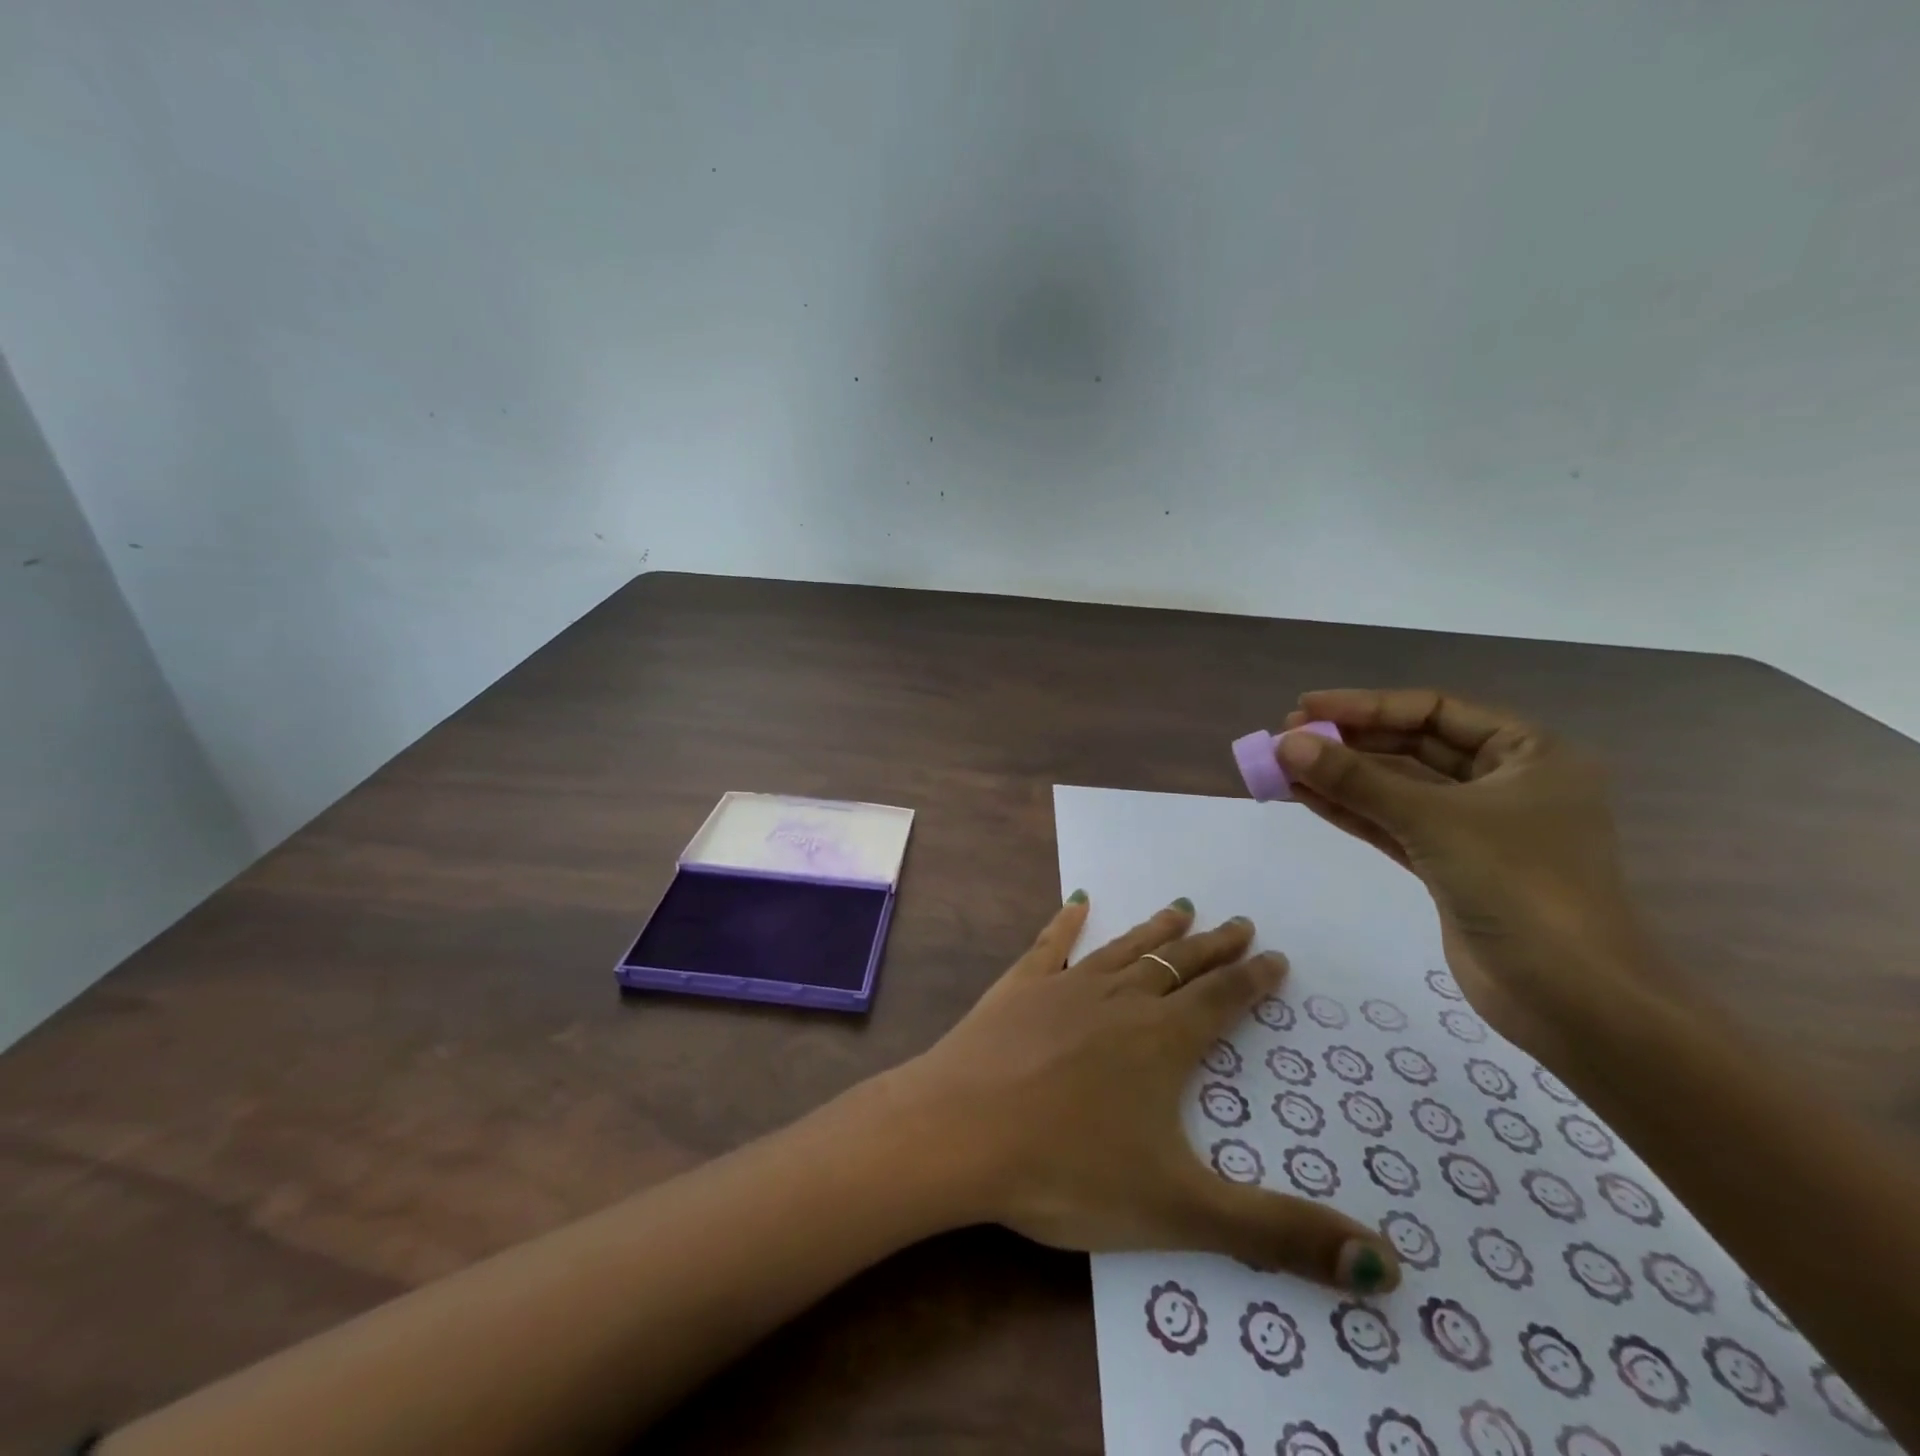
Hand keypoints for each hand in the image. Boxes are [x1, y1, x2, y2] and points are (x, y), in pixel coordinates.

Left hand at [892, 898, 1397, 1293]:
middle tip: (1239, 922)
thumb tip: (1391, 1269)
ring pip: (1124, 949)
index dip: (1253, 979)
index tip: (1275, 955)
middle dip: (1214, 947)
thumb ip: (1280, 1234)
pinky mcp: (1018, 987)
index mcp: (1162, 1042)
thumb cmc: (1068, 1170)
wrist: (959, 1132)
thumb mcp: (1182, 1212)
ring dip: (1156, 931)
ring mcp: (1065, 987)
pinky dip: (1067, 923)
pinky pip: (1051, 945)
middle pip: (1179, 966)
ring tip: (1181, 907)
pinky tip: (1078, 902)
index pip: (1223, 1000)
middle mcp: (1121, 1000)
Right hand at [1274, 688, 1675, 1059]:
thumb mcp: (1434, 821)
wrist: (1570, 999)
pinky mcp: (1450, 865)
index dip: (1366, 706)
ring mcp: (1475, 827)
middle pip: (1413, 747)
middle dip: (1349, 742)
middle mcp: (1504, 783)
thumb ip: (1357, 780)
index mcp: (1528, 754)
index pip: (1434, 710)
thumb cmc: (1520, 888)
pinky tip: (1305, 797)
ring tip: (1281, 767)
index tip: (1305, 709)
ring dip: (1341, 777)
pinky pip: (1392, 824)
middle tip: (1286, 740)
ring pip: (1397, 788)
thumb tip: (1286, 744)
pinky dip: (1351, 810)